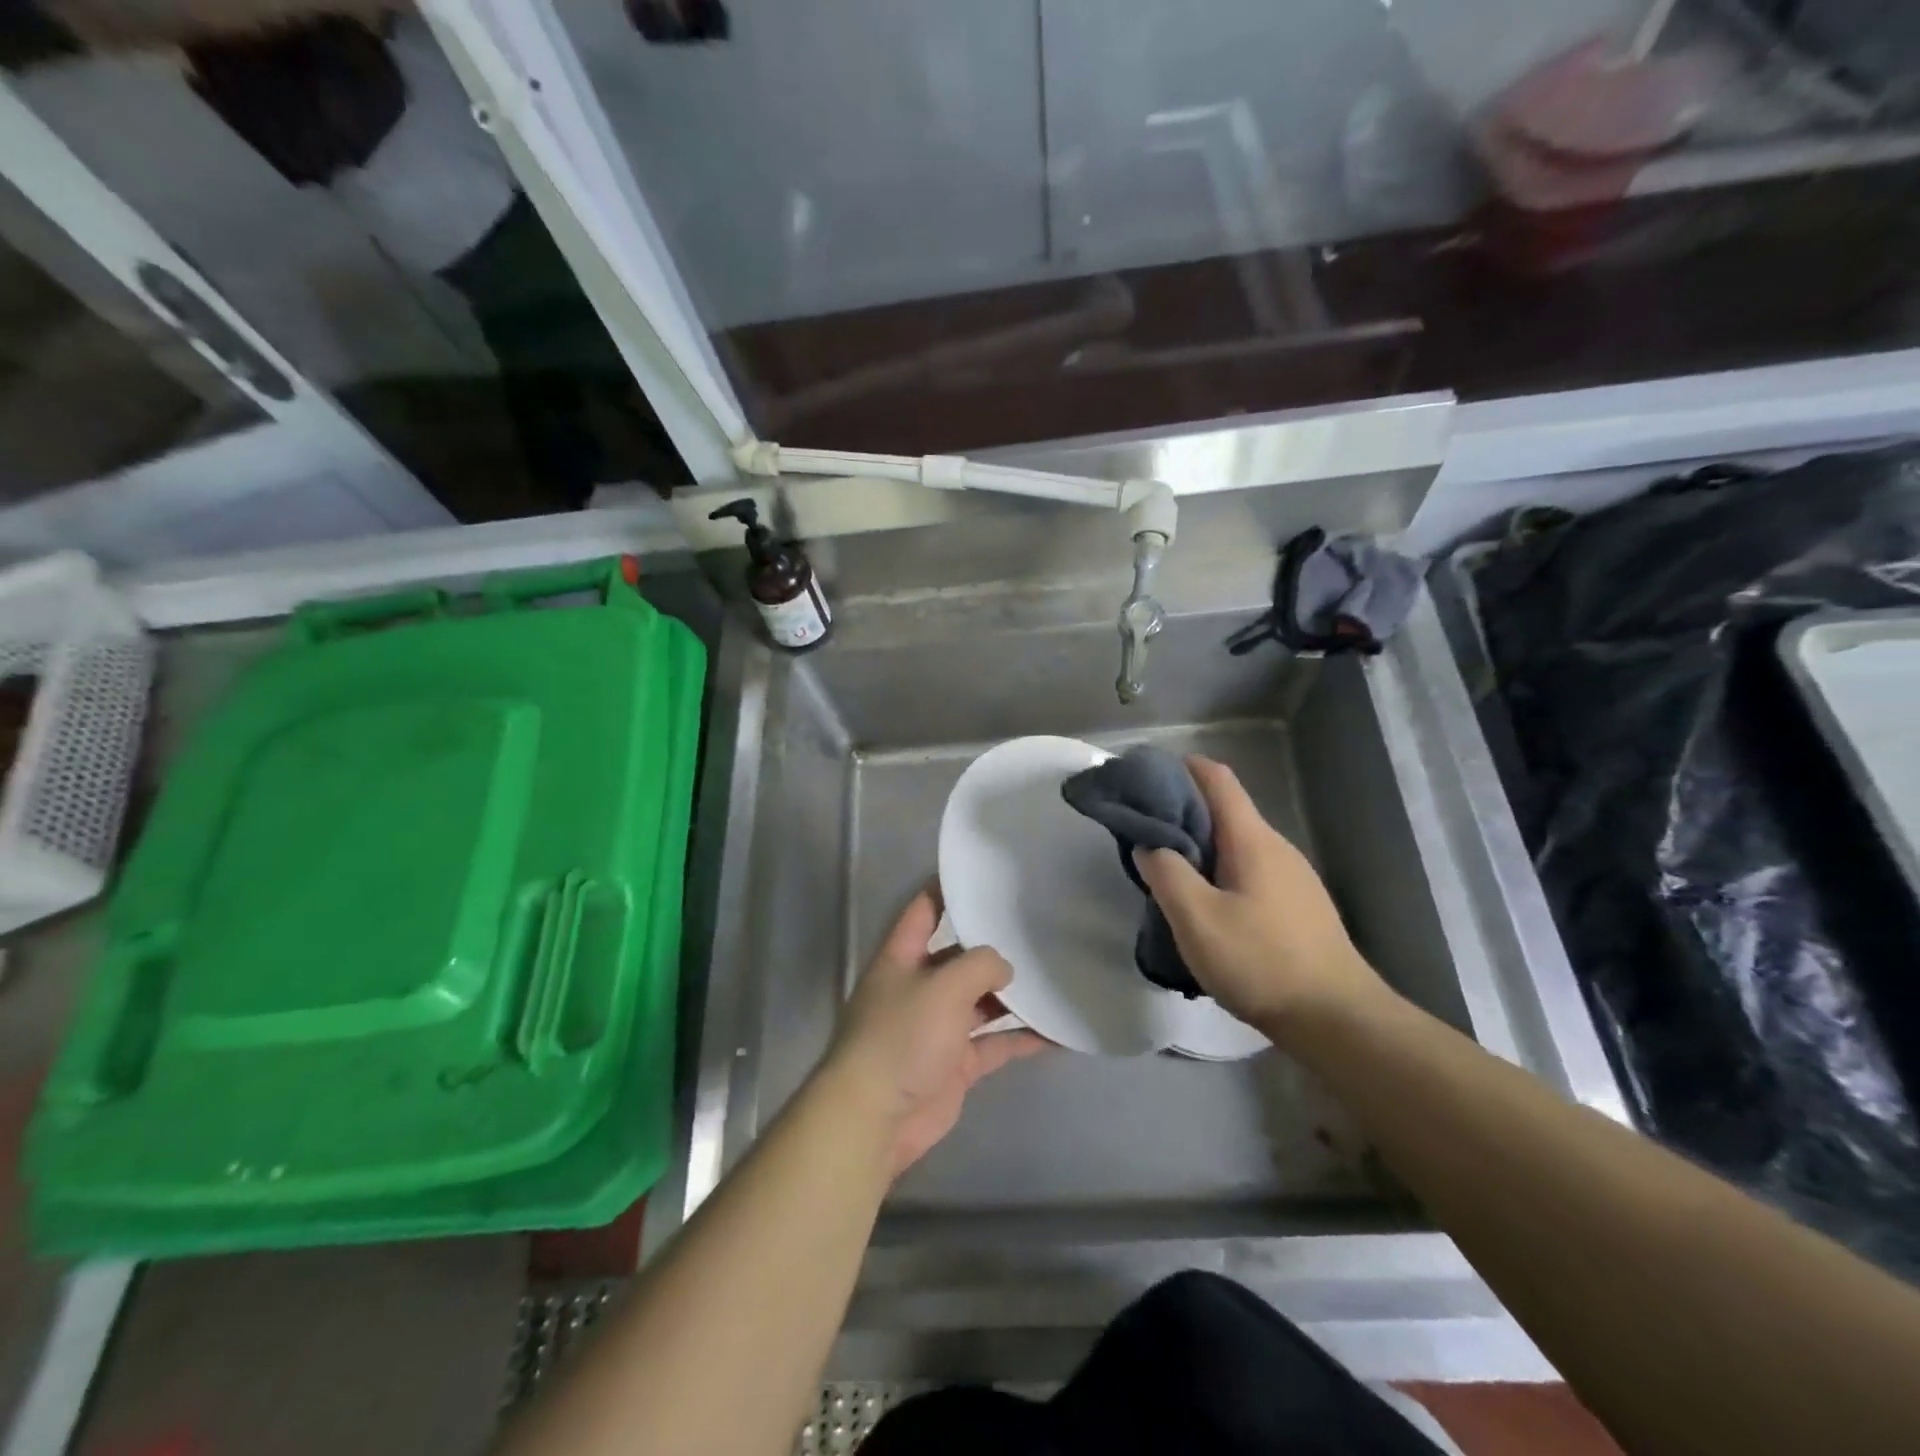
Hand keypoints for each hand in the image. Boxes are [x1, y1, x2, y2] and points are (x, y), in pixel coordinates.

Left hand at [823, 889, 1049, 1174]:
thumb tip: (1003, 967)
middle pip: (959, 956)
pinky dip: (1022, 1039)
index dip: (946, 888)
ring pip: (981, 1001)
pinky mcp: (955, 1063)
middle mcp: (920, 986)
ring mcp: (939, 1026)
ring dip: (1013, 994)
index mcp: (903, 957)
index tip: (981, 874)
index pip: (924, 910)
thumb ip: (980, 965)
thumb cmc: (902, 1037)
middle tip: (1035, 928)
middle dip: (992, 945)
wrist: (876, 1118)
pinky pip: (995, 1043)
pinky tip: (1056, 1033)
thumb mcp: (944, 986)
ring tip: (1053, 975)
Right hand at [1134, 756, 1385, 1037]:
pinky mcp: (1297, 905)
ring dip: (1200, 846)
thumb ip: (1166, 873)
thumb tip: (1149, 844)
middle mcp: (1276, 847)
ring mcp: (1292, 876)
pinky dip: (1219, 870)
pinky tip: (1205, 904)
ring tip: (1166, 870)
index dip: (1181, 768)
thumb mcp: (1196, 919)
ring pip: (1236, 844)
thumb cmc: (1261, 961)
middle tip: (1143, 832)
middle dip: (1182, 811)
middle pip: (1225, 810)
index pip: (1217, 779)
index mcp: (1251, 839)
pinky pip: (1249, 870)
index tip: (1146, 776)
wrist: (1337, 1019)